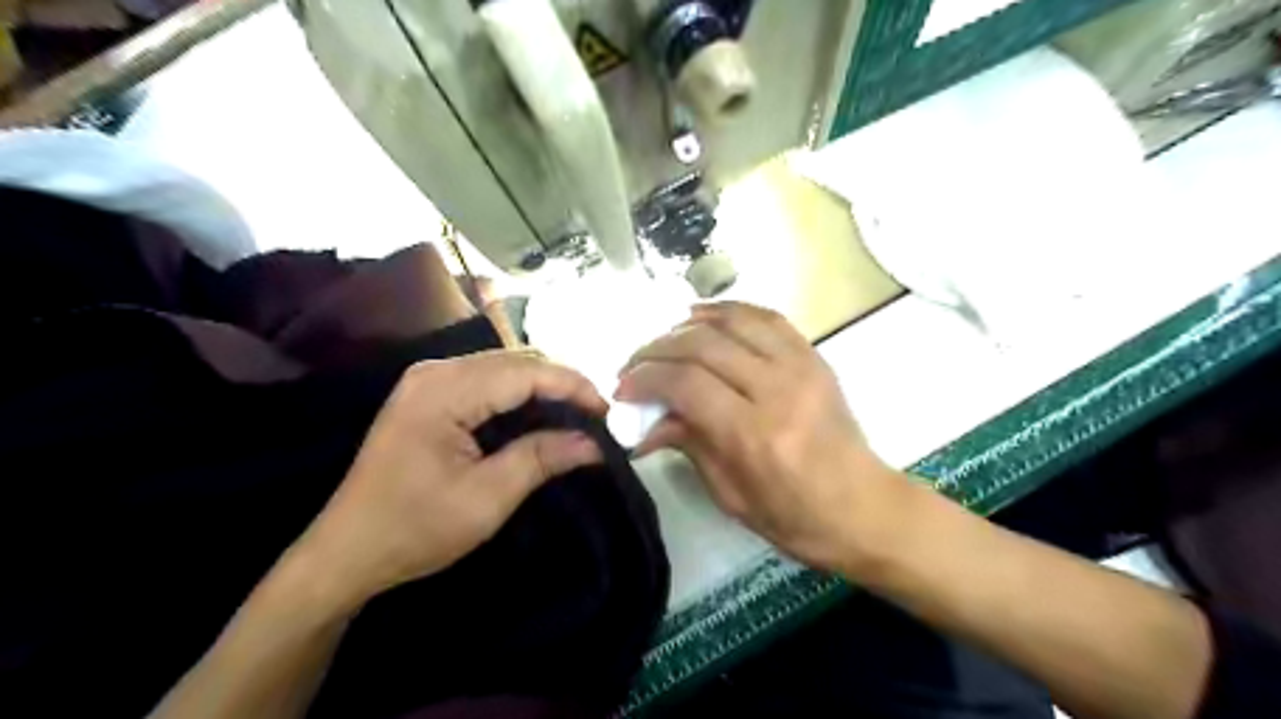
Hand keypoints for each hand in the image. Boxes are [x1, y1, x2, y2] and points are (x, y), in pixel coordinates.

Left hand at [297, 352, 607, 608]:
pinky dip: (520, 395)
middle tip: (597, 417)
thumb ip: (541, 459)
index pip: (525, 371)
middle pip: (516, 362)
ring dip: (543, 388)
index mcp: (444, 391)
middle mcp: (436, 371)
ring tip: (576, 416)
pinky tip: (540, 415)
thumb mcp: (487, 498)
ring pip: (504, 367)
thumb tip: (594, 443)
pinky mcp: (429, 394)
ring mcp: (429, 380)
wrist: (346, 552)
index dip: (573, 386)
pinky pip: (487, 381)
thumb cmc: (414, 529)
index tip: (608, 413)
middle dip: (562, 384)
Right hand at [616, 299, 904, 572]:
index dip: (645, 379)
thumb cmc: (794, 517)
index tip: (623, 389)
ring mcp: (801, 367)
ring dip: (688, 325)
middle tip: (634, 366)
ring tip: (664, 341)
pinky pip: (766, 318)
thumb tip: (645, 421)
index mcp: (754, 434)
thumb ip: (687, 443)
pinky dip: (729, 312)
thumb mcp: (729, 493)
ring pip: (732, 321)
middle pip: (702, 345)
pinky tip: (704, 318)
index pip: (686, 384)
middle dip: (657, 350)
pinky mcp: (814, 357)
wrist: (863, 508)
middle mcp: (778, 390)